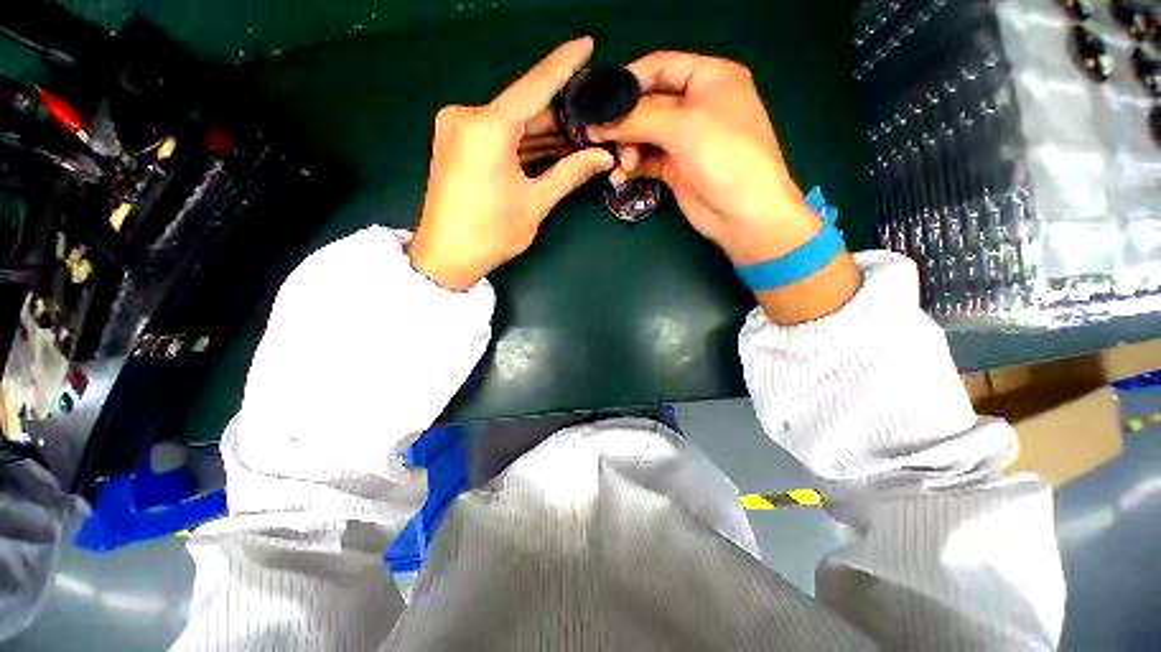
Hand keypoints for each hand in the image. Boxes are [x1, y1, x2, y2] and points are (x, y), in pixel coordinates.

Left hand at [410, 37, 614, 290]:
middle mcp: (467, 117)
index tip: (586, 42)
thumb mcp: (535, 203)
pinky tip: (549, 144)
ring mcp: (457, 128)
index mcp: (488, 128)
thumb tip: (603, 157)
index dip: (563, 64)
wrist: (446, 256)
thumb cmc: (491, 233)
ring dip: (543, 130)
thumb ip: (570, 174)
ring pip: (511, 122)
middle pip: (523, 107)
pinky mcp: (455, 142)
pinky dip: (523, 141)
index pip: (534, 86)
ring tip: (579, 132)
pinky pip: (498, 133)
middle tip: (592, 113)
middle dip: (559, 113)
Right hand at [589, 52, 820, 266]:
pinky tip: (620, 177)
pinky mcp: (676, 168)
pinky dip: (632, 166)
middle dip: (625, 121)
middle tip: (600, 137)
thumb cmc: (726, 158)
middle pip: (649, 104)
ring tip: (622, 164)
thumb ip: (640, 119)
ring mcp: (686, 140)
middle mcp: (697, 106)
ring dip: (628, 147)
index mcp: (710, 79)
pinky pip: (647, 160)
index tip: (600, 99)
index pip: (662, 67)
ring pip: (645, 134)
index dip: (630, 80)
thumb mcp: (684, 128)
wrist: (744, 215)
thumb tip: (600, 121)